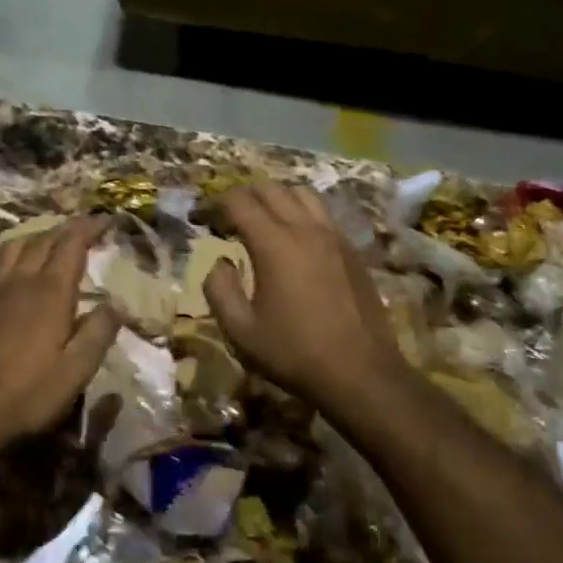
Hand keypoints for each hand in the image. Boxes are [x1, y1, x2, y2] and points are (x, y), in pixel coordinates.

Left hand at [0, 216, 119, 450]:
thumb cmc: (30, 392)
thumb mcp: (78, 369)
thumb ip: (99, 332)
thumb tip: (115, 304)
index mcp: (51, 292)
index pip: (72, 245)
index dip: (89, 228)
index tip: (105, 220)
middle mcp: (21, 283)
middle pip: (42, 242)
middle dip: (65, 230)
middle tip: (83, 229)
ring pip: (11, 250)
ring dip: (32, 240)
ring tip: (46, 244)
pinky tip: (1, 277)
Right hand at [204, 183, 406, 409]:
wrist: (361, 373)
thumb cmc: (294, 353)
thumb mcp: (241, 331)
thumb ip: (219, 291)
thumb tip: (219, 264)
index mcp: (275, 244)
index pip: (239, 202)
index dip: (215, 204)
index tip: (201, 217)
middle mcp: (306, 229)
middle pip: (271, 189)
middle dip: (243, 196)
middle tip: (227, 219)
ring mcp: (334, 236)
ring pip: (302, 194)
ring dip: (276, 198)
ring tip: (263, 221)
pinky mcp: (352, 250)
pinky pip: (324, 214)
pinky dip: (302, 213)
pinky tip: (295, 240)